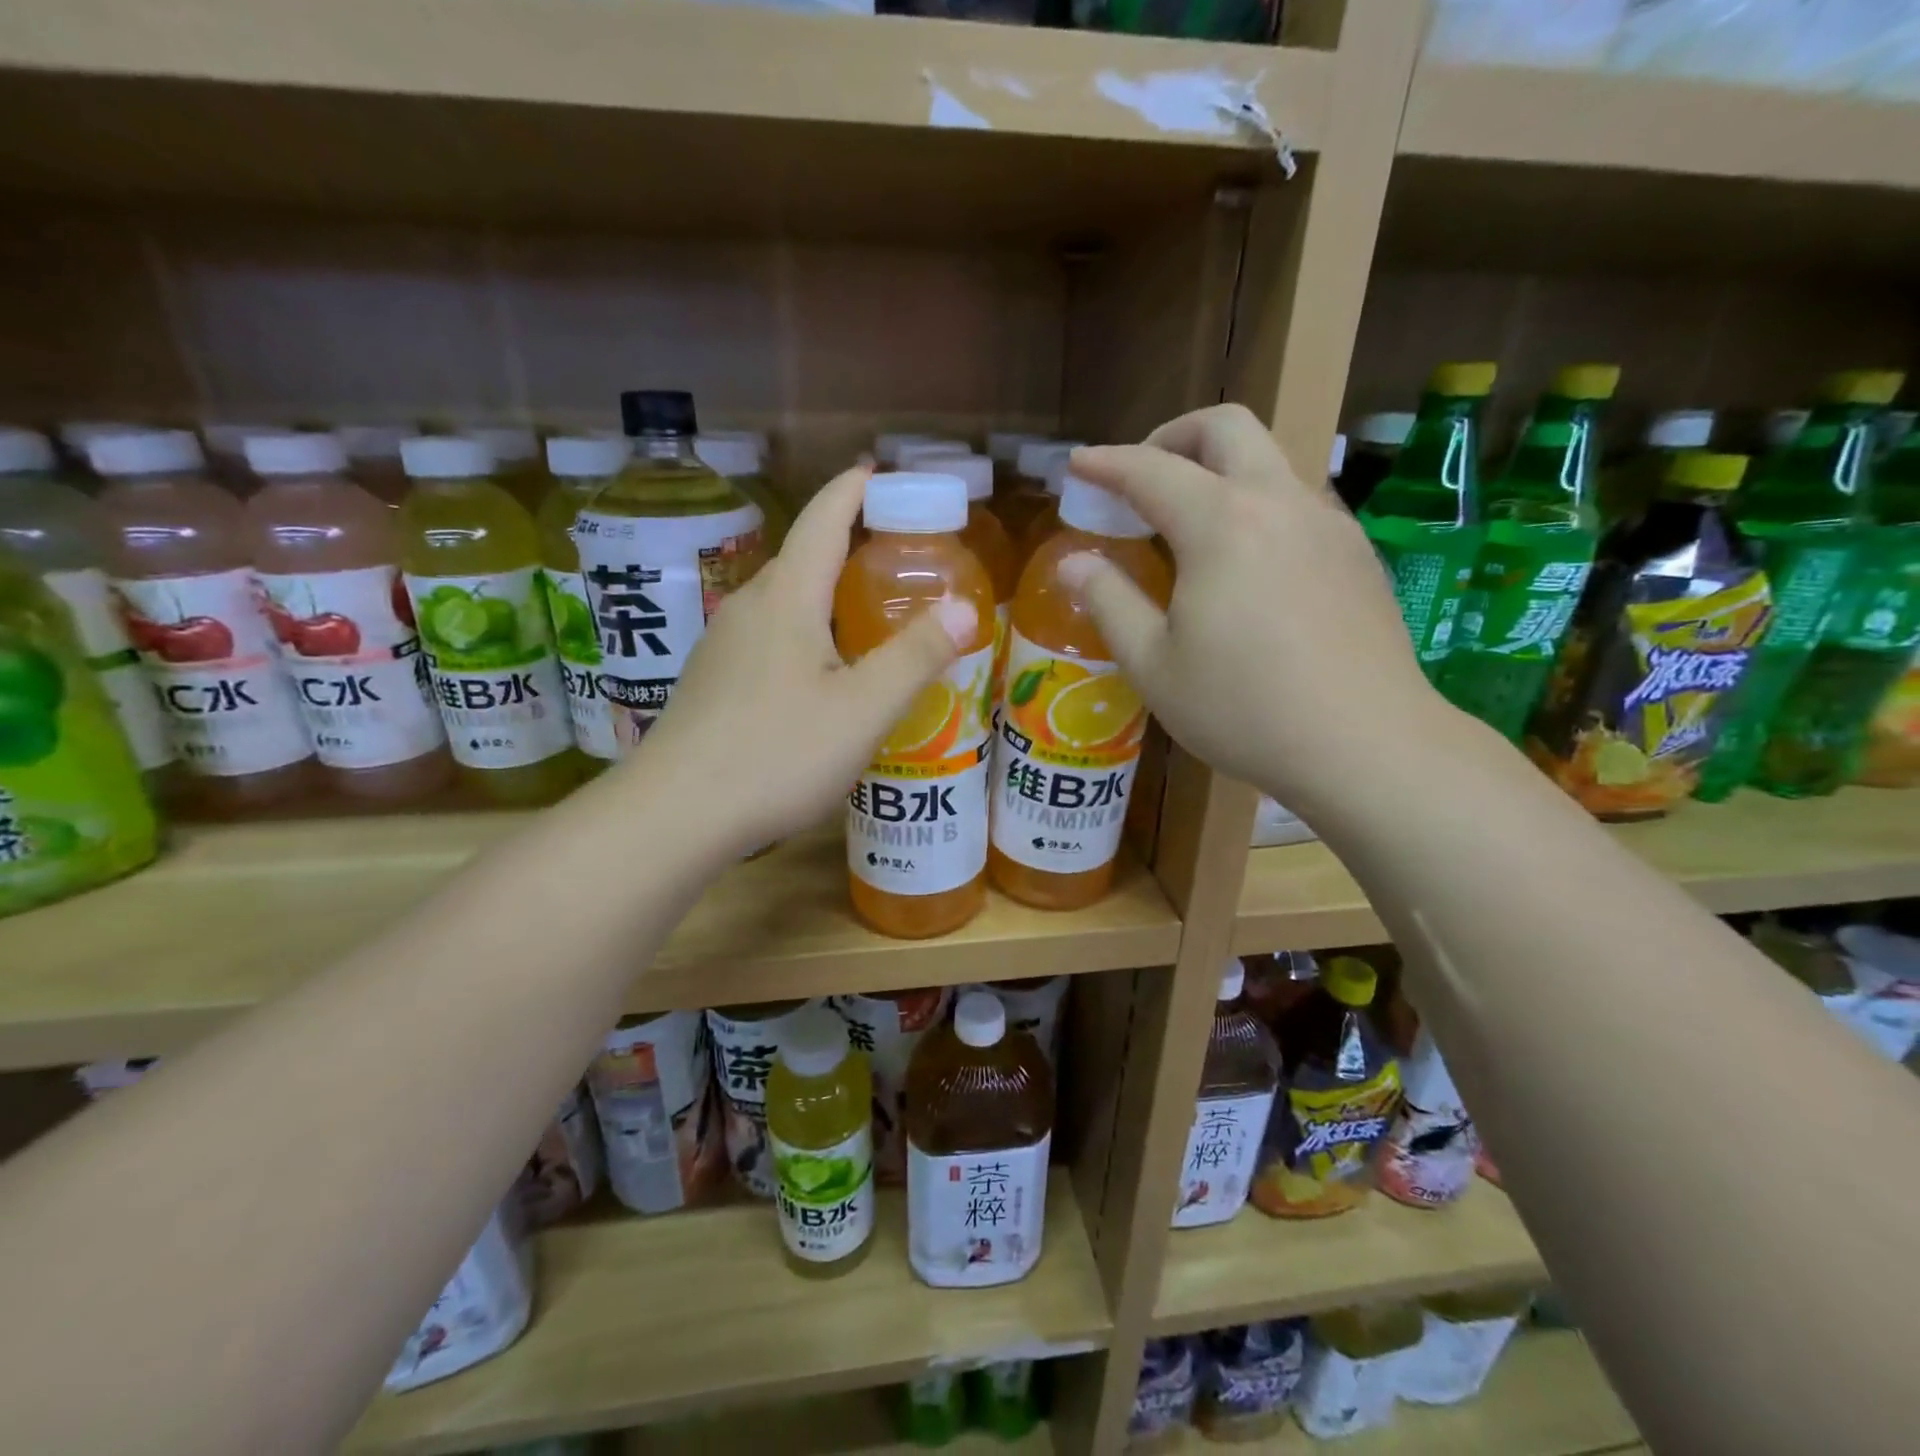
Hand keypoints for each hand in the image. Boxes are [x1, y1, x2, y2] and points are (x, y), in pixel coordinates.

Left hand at [631, 464, 975, 856]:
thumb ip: (917, 656)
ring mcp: (723, 645)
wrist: (674, 814)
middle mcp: (748, 607)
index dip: (854, 490)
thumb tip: (965, 607)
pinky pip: (767, 636)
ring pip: (784, 601)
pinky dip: (804, 631)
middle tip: (899, 558)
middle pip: (803, 557)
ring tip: (869, 615)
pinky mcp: (713, 681)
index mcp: (787, 598)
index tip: (882, 473)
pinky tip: (822, 673)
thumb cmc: (776, 754)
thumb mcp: (863, 709)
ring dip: (826, 593)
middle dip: (848, 544)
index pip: (823, 519)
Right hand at [1060, 405, 1446, 814]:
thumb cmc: (1243, 709)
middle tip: (1141, 479)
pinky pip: (1298, 500)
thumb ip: (1109, 602)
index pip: (1150, 470)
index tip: (1077, 465)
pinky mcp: (1357, 553)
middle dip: (1172, 436)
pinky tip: (1246, 563)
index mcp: (1221, 524)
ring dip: (1220, 468)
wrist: (1366, 745)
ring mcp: (1328, 524)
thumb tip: (1073, 563)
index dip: (1106, 463)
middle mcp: (1279, 503)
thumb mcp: (1154, 665)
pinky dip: (1256, 504)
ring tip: (1189, 524)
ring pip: (1270, 459)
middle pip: (1226, 427)